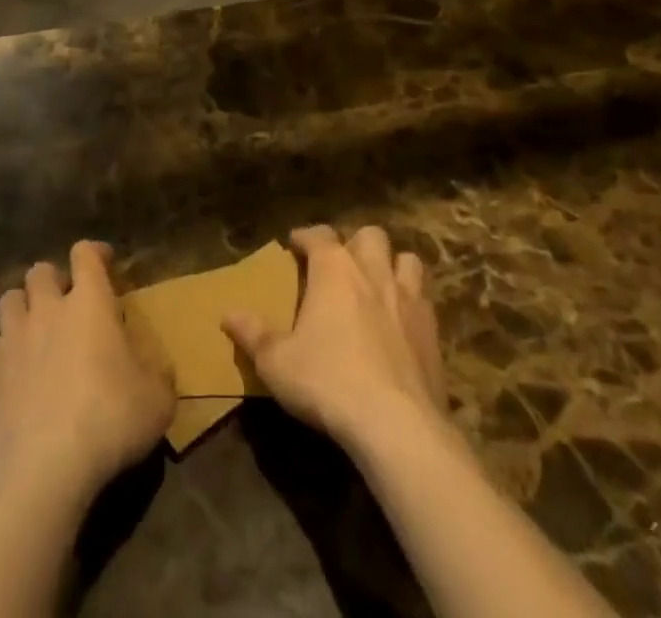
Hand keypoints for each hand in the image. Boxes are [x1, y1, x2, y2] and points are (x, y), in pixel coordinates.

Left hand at [0, 241, 176, 505]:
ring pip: (10, 298)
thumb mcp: (157, 402)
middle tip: (66, 302)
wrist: (43, 467)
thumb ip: (159, 376)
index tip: (104, 262)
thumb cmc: (109, 421)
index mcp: (90, 302)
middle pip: (41, 271)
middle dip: (53, 280)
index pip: (85, 253)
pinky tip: (14, 370)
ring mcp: (14, 337)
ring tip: (35, 329)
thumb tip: (160, 369)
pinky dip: (4, 350)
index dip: (95, 253)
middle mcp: (49, 308)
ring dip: (23, 307)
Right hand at [223, 225, 446, 452]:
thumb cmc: (328, 381)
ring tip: (379, 284)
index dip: (306, 235)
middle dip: (355, 242)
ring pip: (407, 260)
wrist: (396, 424)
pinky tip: (402, 323)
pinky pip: (425, 301)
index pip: (319, 235)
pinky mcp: (432, 331)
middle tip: (341, 264)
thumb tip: (227, 314)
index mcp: (334, 269)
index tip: (295, 242)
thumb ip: (253, 334)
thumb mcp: (277, 362)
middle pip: (370, 235)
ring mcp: (408, 299)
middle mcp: (373, 272)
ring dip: (392, 265)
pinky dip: (412, 303)